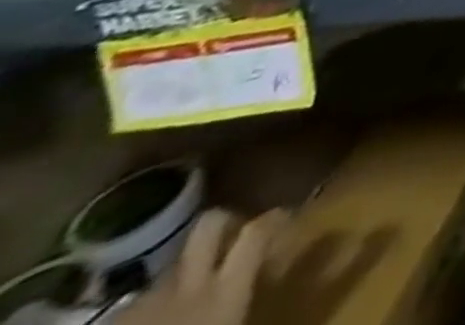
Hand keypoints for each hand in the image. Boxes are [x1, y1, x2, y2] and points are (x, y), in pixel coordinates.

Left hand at [116, 209, 285, 324]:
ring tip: (185, 300)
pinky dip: (150, 309)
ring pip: (170, 269)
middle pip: (209, 226)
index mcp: (222, 293)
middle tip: (236, 235)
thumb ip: (242, 305)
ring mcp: (143, 304)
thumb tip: (267, 284)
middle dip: (224, 222)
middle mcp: (187, 286)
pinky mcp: (110, 322)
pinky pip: (138, 304)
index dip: (274, 218)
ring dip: (182, 277)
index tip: (285, 218)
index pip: (257, 232)